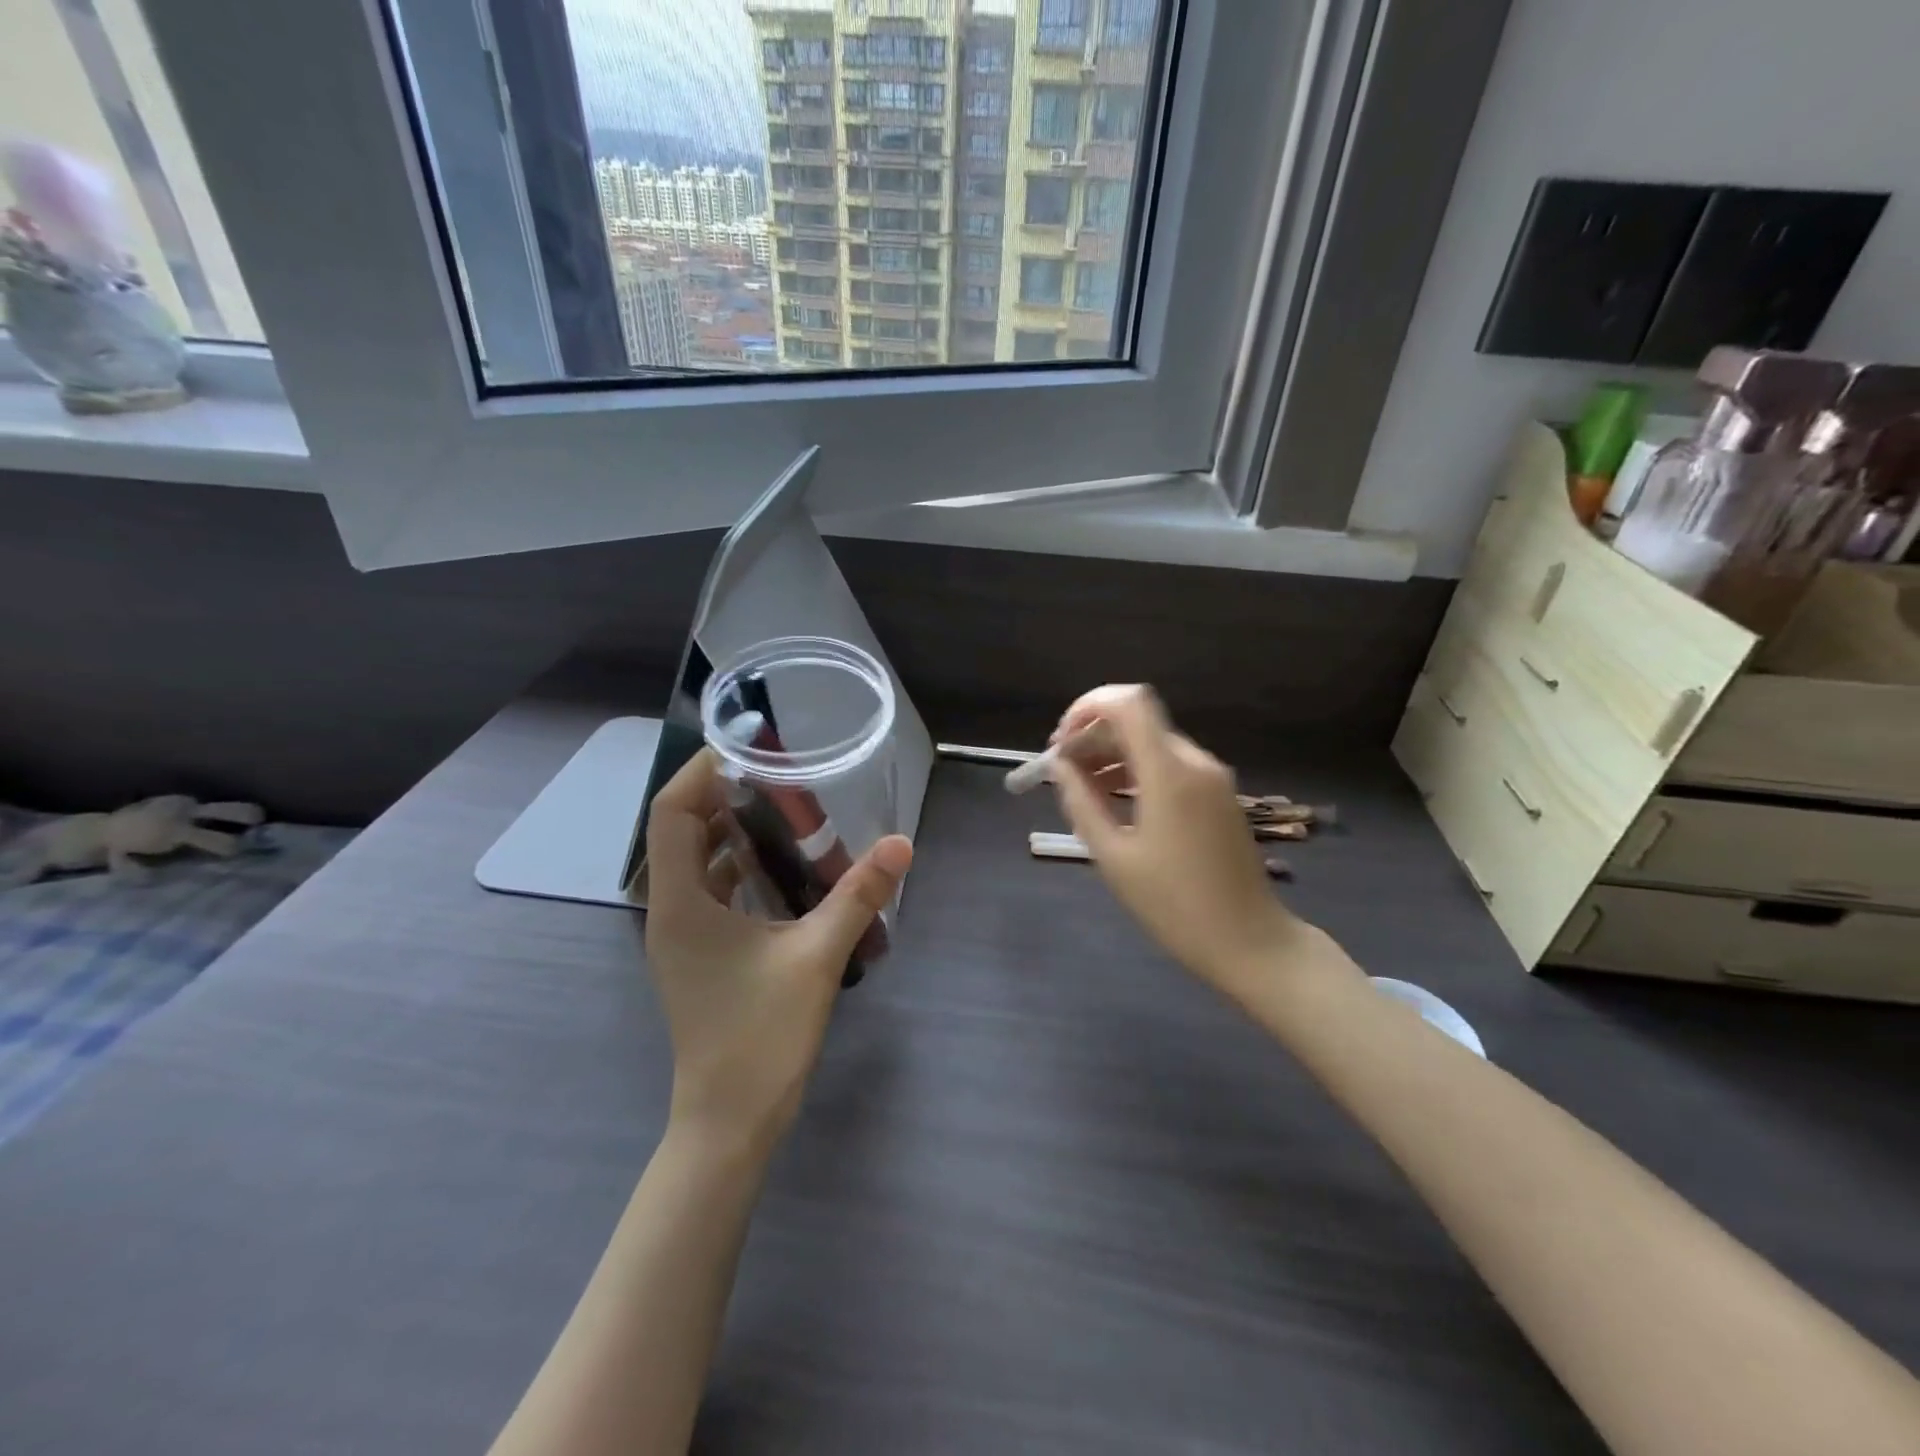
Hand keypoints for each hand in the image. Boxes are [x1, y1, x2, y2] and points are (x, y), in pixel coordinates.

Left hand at [644, 749, 911, 1156]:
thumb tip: (901, 844)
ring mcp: (680, 934)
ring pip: (695, 860)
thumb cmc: (761, 1036)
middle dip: (724, 795)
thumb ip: (858, 896)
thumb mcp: (817, 957)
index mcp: (680, 902)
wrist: (729, 1121)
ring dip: (731, 830)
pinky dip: (738, 866)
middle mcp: (669, 910)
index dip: (700, 771)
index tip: (747, 748)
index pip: (670, 813)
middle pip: (681, 829)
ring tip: (784, 808)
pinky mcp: (697, 952)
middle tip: (779, 775)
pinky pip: (709, 889)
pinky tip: (783, 865)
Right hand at [1049, 685, 1317, 997]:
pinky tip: (1117, 800)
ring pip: (1154, 742)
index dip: (1088, 706)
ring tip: (1082, 788)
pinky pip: (1172, 765)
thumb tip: (1060, 767)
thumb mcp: (1115, 857)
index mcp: (1170, 773)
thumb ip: (1082, 803)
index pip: (1129, 703)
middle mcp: (1195, 762)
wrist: (1249, 941)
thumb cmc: (1174, 905)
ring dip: (1114, 754)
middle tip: (1062, 769)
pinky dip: (1139, 769)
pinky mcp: (1220, 795)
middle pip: (1138, 722)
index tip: (1061, 738)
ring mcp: (1213, 778)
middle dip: (1094, 736)